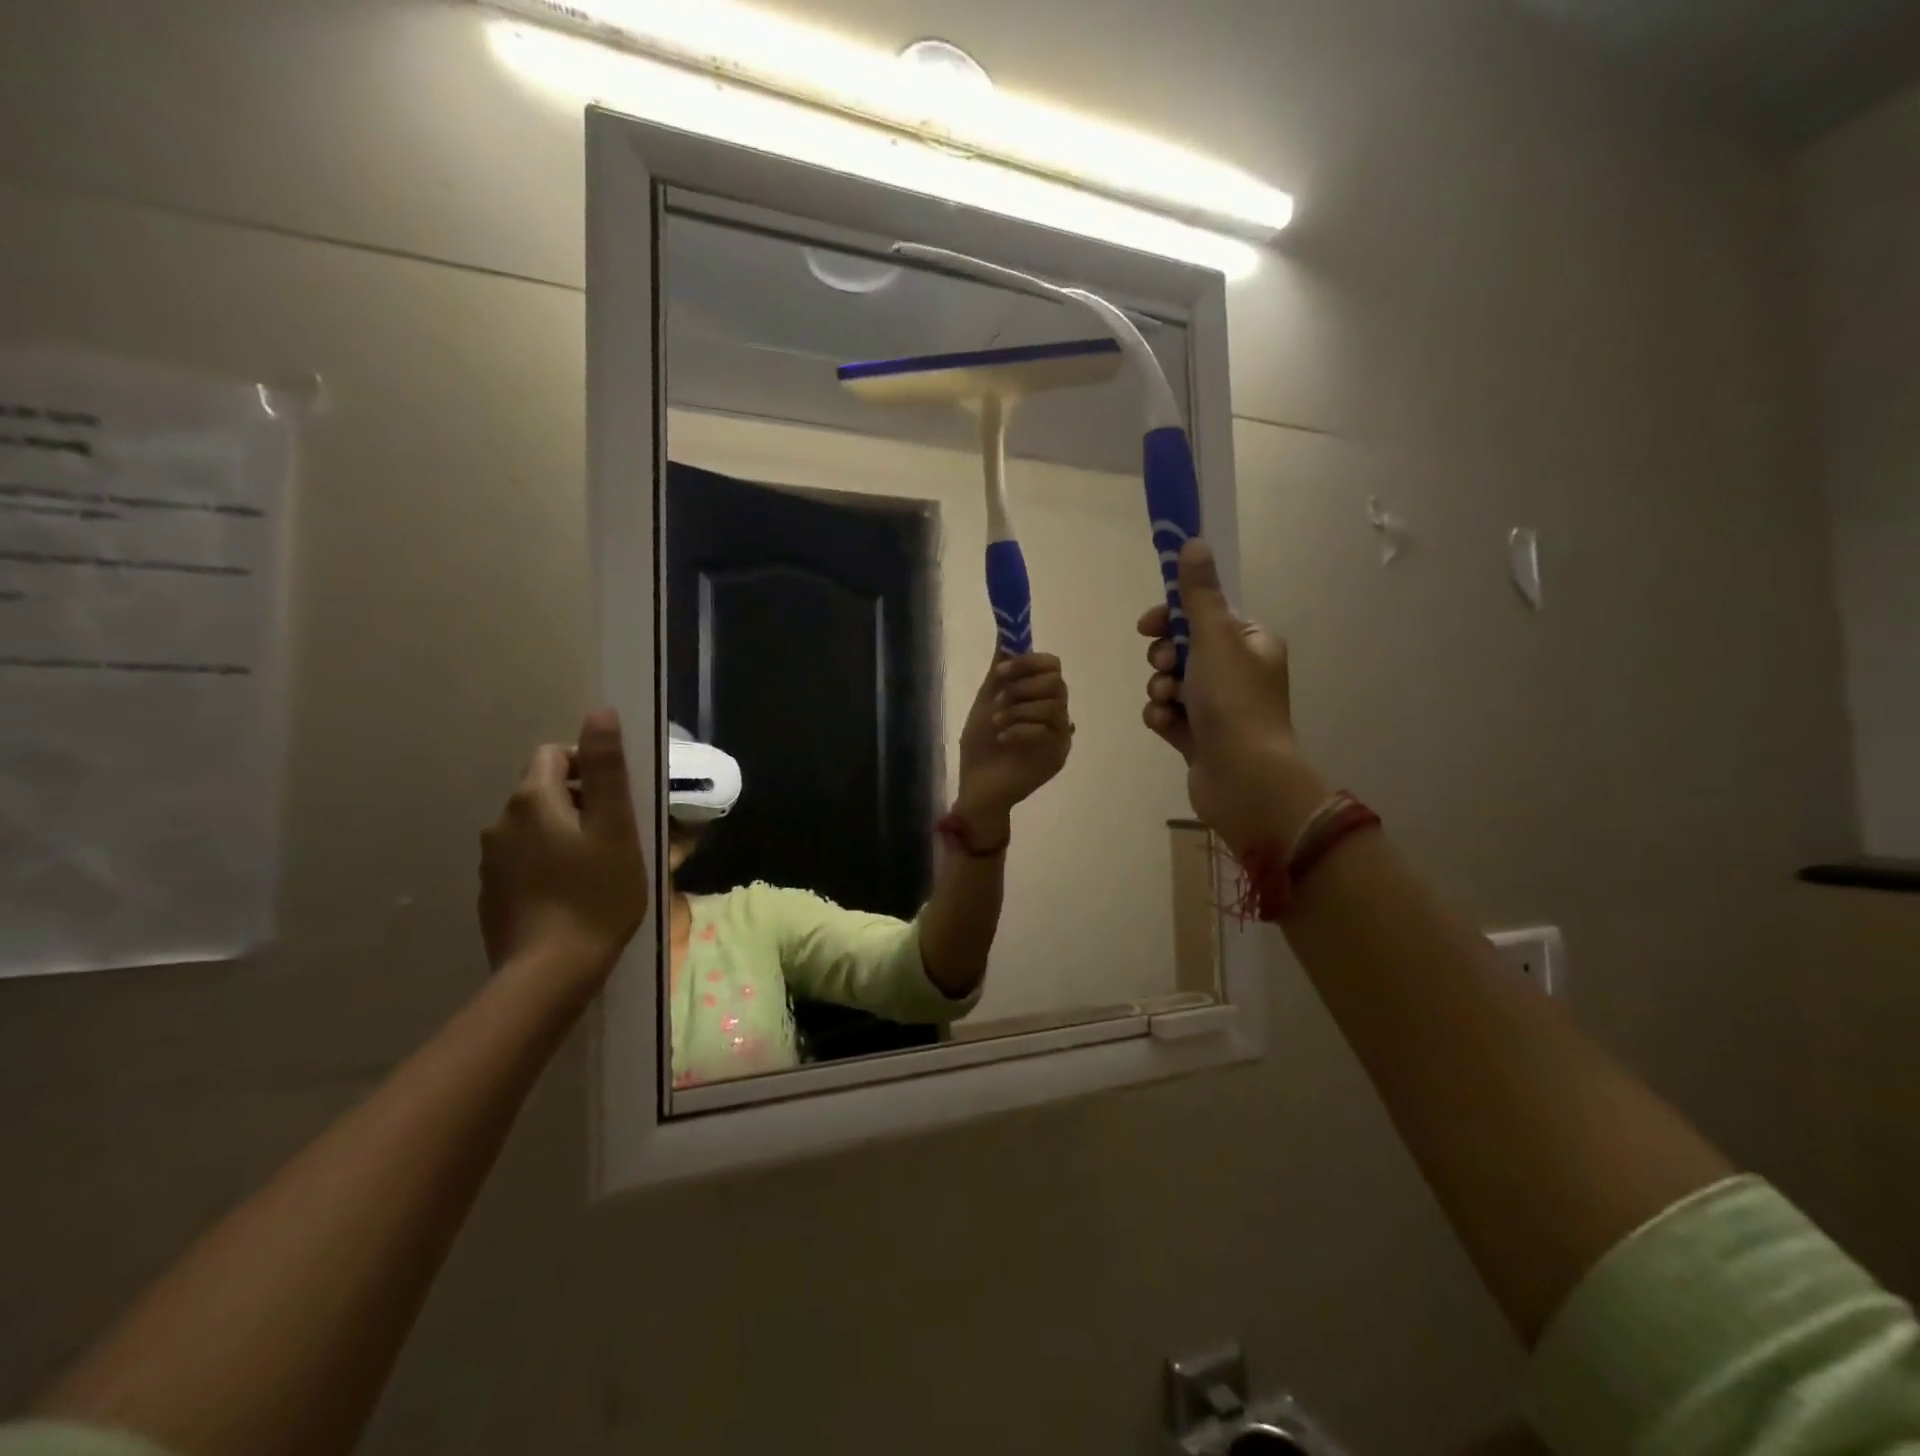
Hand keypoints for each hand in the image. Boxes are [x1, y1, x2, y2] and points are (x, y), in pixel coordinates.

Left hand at [478, 707, 649, 984]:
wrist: (549, 973)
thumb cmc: (596, 895)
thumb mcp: (616, 827)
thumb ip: (606, 768)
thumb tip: (599, 713)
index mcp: (532, 800)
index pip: (555, 754)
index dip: (589, 766)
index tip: (617, 802)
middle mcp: (501, 822)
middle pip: (543, 790)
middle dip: (580, 803)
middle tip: (616, 838)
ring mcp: (491, 861)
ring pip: (534, 827)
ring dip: (564, 834)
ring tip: (596, 868)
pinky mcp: (491, 893)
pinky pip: (524, 859)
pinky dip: (548, 863)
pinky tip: (571, 894)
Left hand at [955, 651, 1073, 837]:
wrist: (977, 786)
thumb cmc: (981, 746)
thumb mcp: (986, 702)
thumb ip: (1000, 671)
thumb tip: (1005, 634)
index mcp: (1038, 696)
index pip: (1052, 665)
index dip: (1028, 662)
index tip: (1000, 671)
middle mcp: (1055, 712)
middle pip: (1057, 682)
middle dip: (1023, 687)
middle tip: (999, 701)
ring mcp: (1059, 735)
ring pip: (1054, 705)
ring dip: (1019, 709)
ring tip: (998, 723)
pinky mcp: (1058, 755)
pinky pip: (1048, 730)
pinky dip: (1020, 729)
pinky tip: (1003, 739)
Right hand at [1139, 540, 1326, 851]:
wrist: (1244, 778)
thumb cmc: (1234, 701)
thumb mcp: (1214, 637)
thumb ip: (1198, 593)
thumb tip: (1193, 541)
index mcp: (1251, 644)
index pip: (1205, 616)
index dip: (1172, 617)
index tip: (1148, 625)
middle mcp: (1238, 673)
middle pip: (1183, 649)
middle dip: (1163, 657)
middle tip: (1164, 667)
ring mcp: (1219, 708)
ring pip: (1171, 683)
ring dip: (1160, 688)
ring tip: (1168, 702)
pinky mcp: (1200, 738)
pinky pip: (1169, 715)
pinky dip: (1162, 717)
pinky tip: (1166, 726)